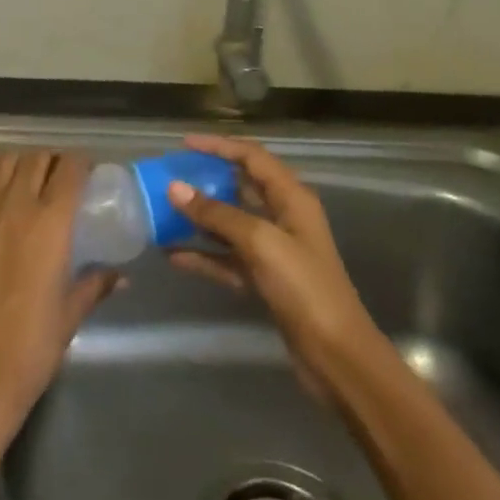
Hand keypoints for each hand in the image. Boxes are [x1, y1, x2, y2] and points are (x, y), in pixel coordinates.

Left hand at [0, 150, 120, 445]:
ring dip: (22, 161)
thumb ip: (96, 283)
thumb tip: (121, 276)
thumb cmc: (33, 345)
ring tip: (31, 177)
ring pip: (5, 160)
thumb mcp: (72, 312)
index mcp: (52, 223)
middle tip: (64, 178)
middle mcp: (18, 205)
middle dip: (55, 160)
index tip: (91, 173)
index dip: (84, 163)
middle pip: (38, 158)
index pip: (71, 168)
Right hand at [166, 135, 380, 402]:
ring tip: (163, 213)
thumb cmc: (304, 287)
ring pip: (230, 223)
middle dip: (206, 180)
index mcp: (291, 197)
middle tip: (169, 177)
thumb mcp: (260, 242)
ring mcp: (274, 250)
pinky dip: (204, 255)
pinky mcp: (265, 279)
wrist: (336, 356)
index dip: (219, 146)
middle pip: (240, 187)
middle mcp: (283, 217)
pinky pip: (227, 258)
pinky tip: (174, 255)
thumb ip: (217, 214)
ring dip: (200, 219)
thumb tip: (175, 187)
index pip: (252, 157)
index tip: (183, 144)